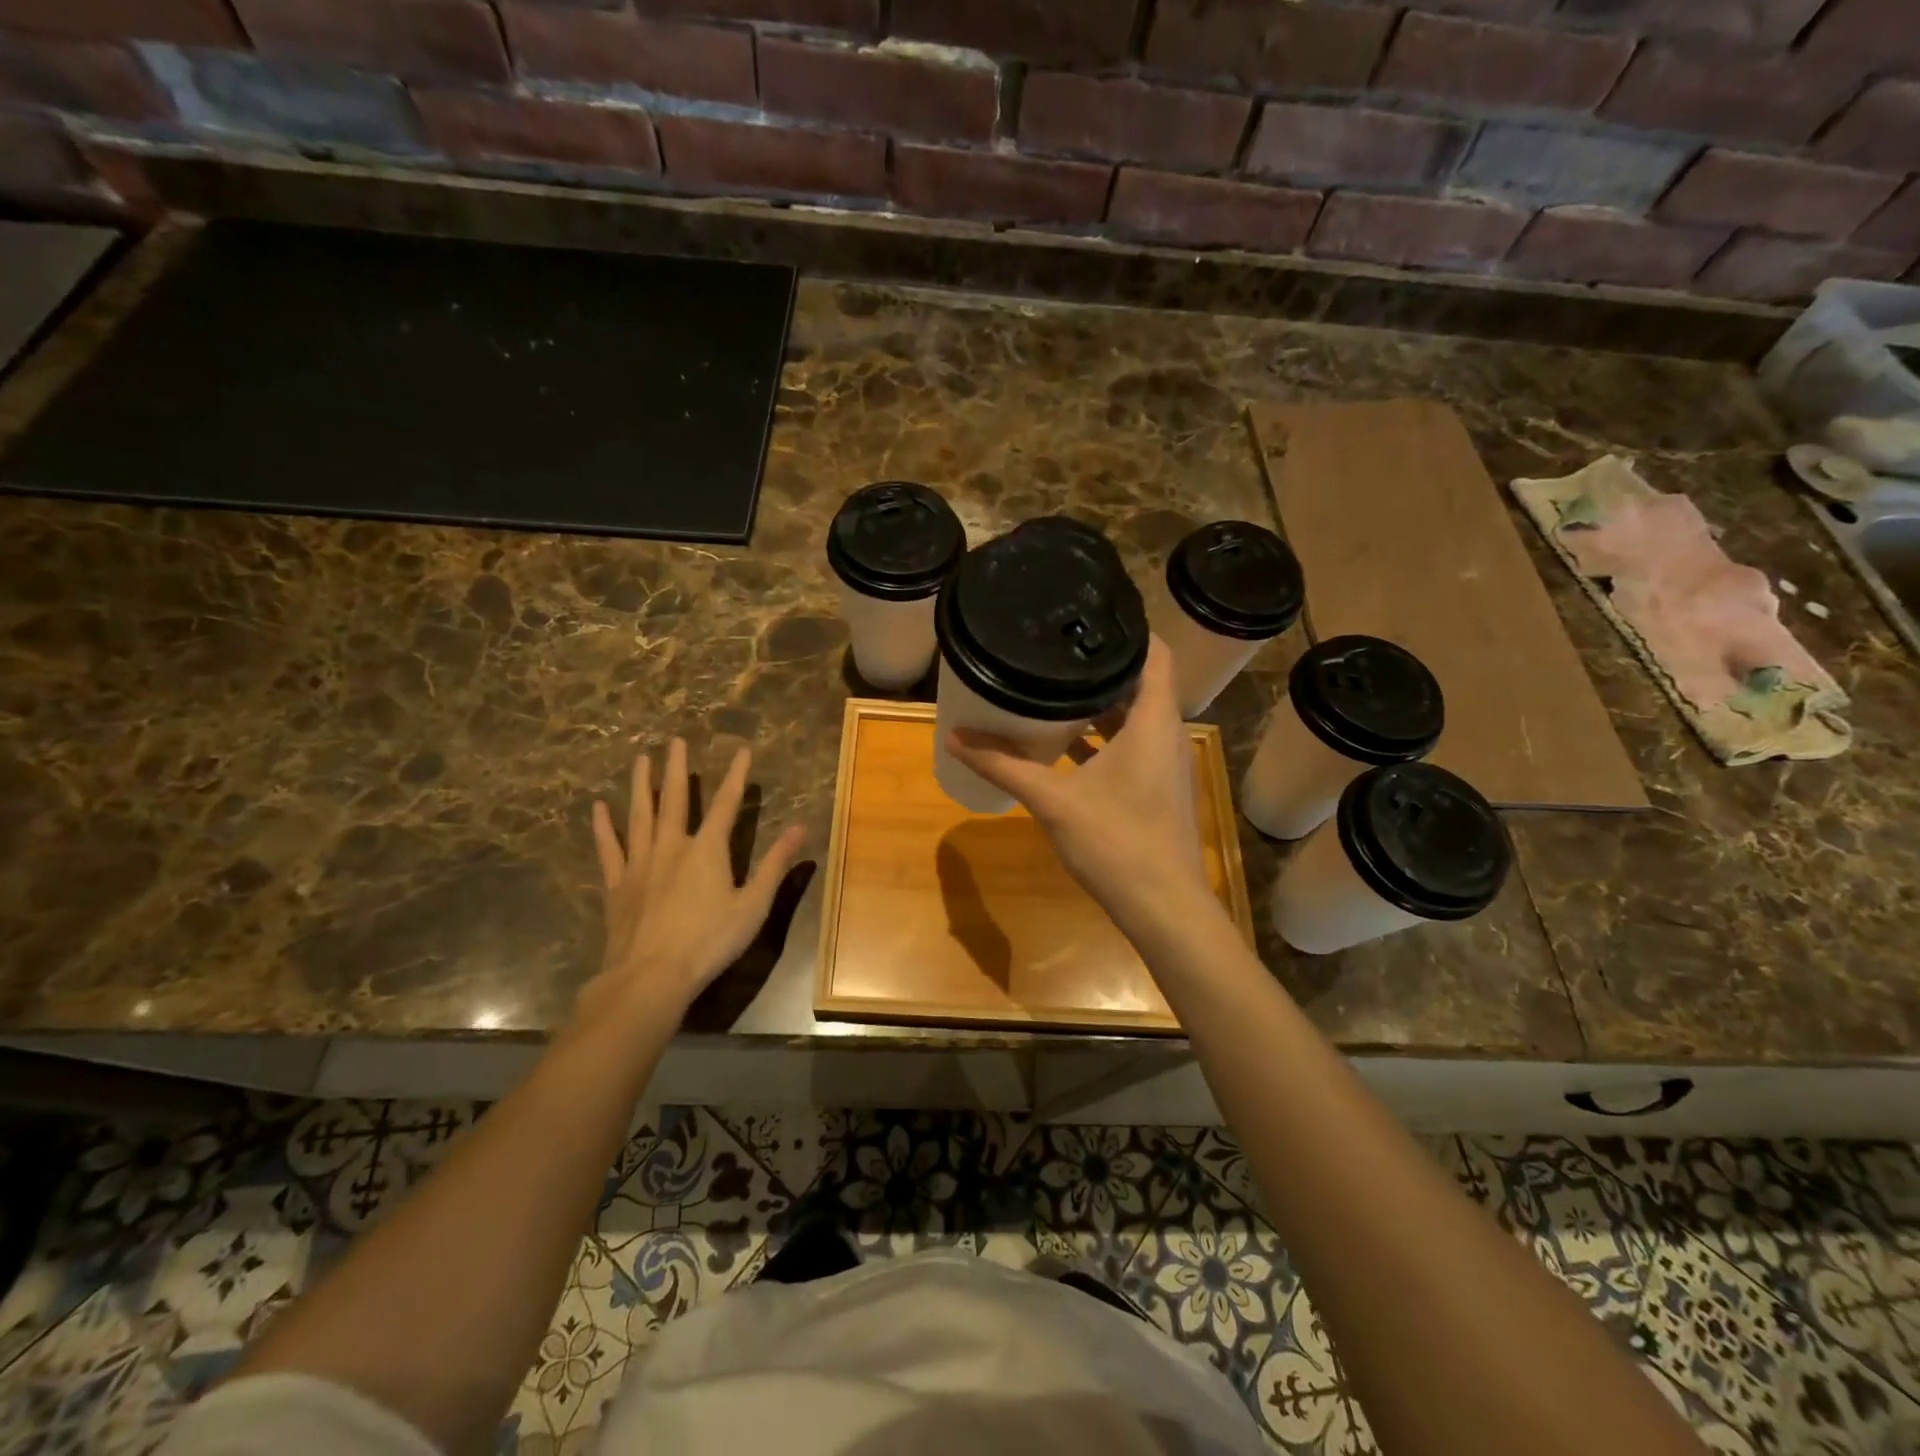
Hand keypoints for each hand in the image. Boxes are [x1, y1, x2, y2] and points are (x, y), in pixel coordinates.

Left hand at [587, 740, 804, 1020]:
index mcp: (707, 850)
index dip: (736, 775)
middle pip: (674, 800)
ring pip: (640, 815)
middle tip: (674, 741)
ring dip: (641, 786)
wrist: (650, 976)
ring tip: (641, 759)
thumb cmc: (709, 941)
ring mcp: (640, 863)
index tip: (742, 749)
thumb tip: (800, 828)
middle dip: (677, 769)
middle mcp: (672, 846)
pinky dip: (603, 827)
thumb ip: (775, 865)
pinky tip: (599, 808)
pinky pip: (609, 849)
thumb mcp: (753, 905)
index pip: (725, 803)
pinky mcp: (618, 885)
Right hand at [947, 637, 1211, 939]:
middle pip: (1140, 683)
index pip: (1154, 653)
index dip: (1126, 629)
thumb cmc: (1116, 842)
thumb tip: (955, 738)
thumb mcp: (1052, 800)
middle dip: (1100, 667)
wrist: (1164, 907)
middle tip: (1056, 650)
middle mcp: (1167, 734)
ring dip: (1099, 706)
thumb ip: (1004, 766)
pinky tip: (1065, 745)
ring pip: (1134, 718)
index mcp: (1153, 721)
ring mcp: (1166, 763)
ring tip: (1054, 688)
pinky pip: (1131, 747)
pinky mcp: (1159, 788)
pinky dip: (1103, 739)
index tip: (1086, 616)